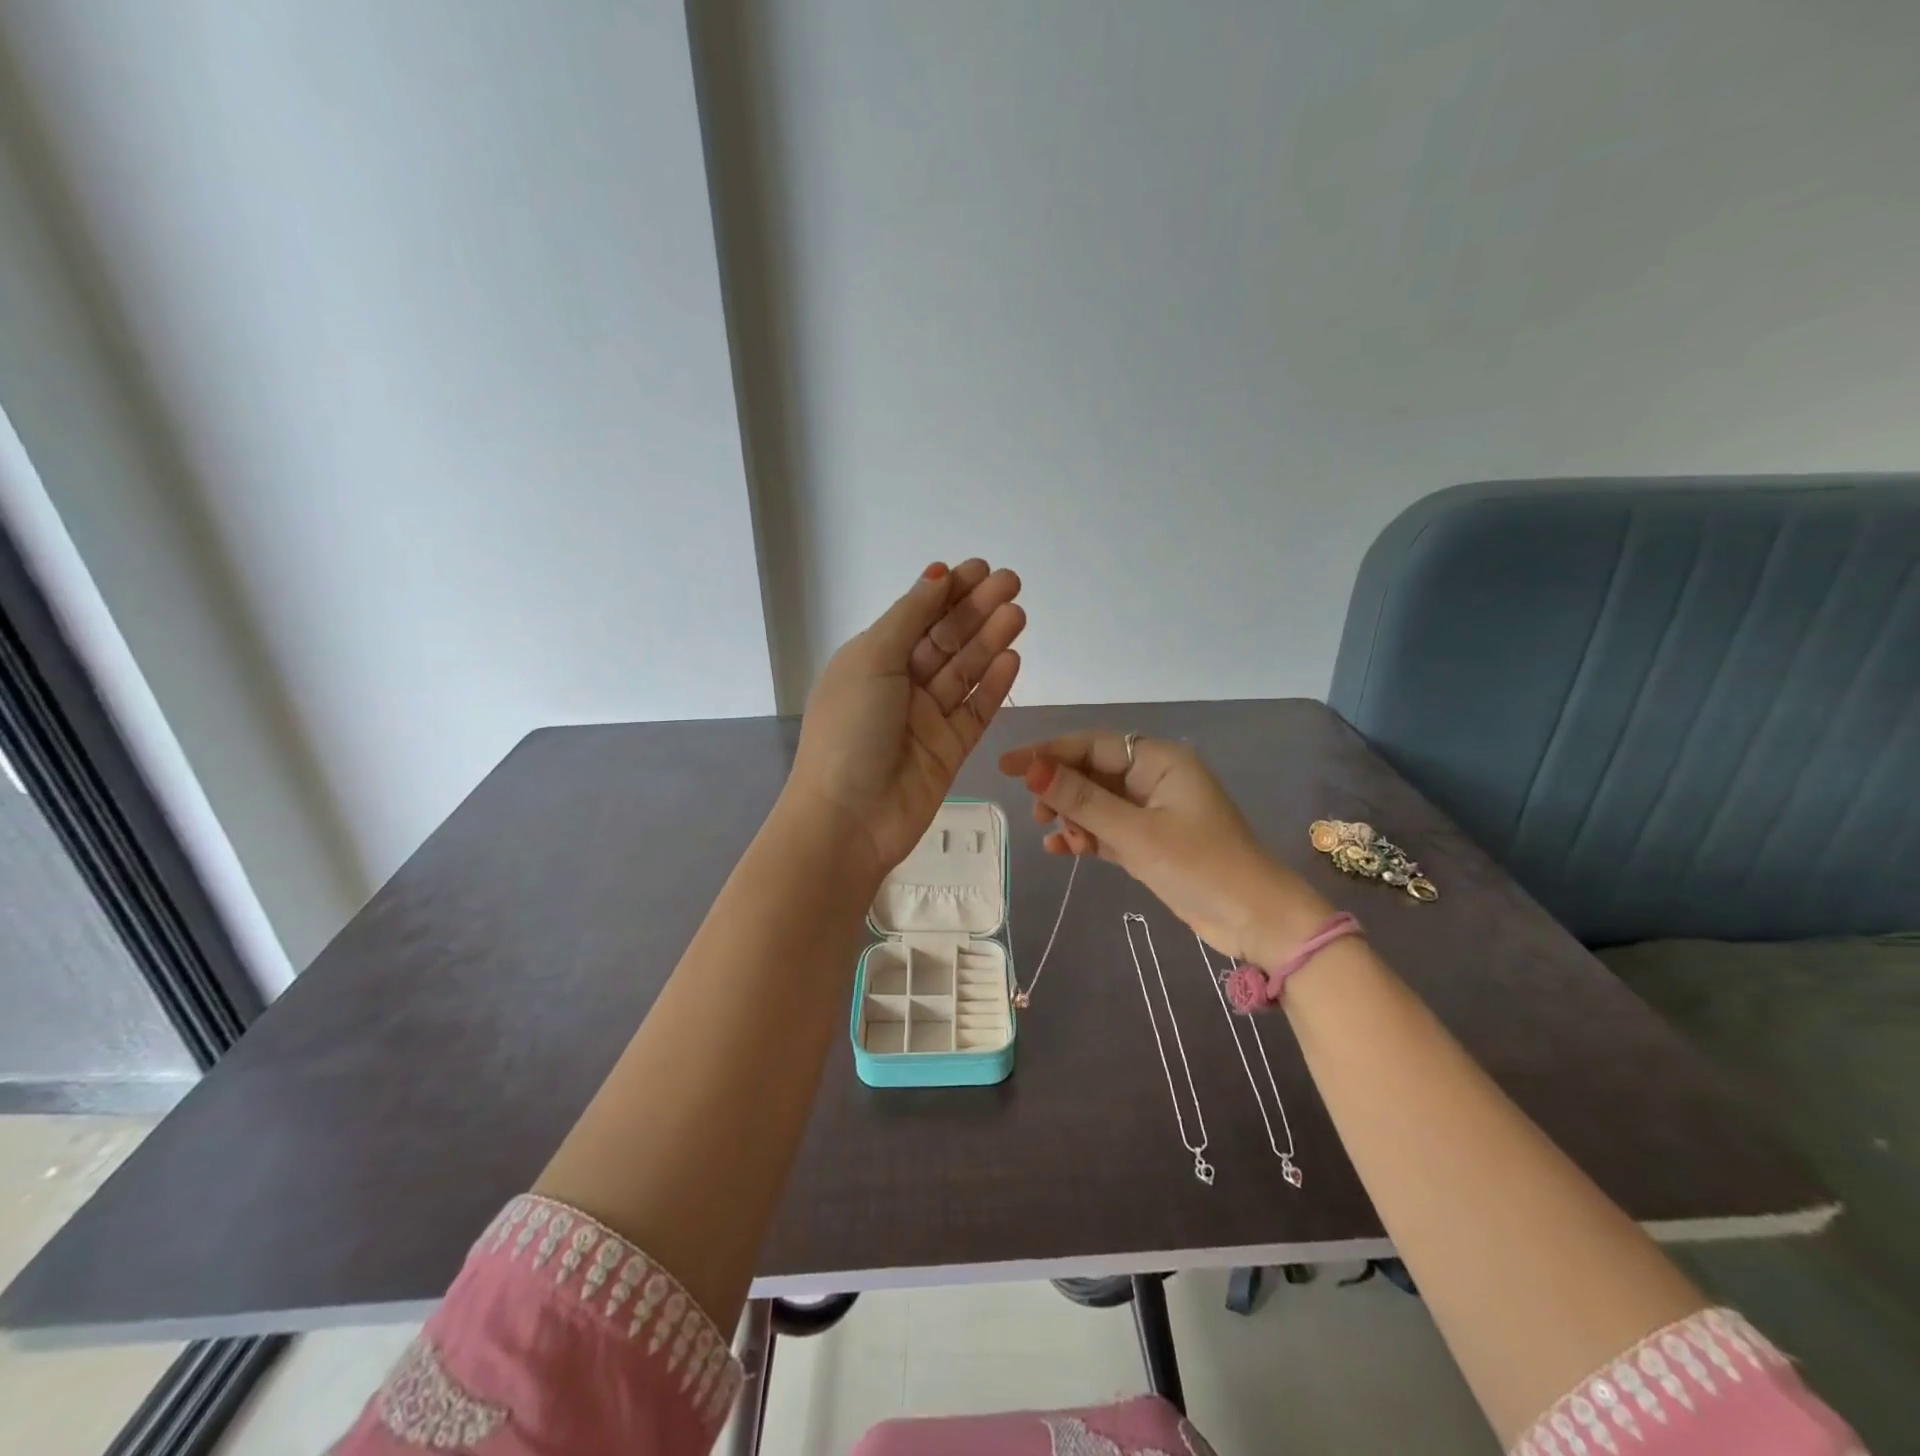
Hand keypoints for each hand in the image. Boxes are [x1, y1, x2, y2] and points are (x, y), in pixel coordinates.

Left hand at [789, 560, 1024, 884]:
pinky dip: (993, 686)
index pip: (917, 616)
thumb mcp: (871, 660)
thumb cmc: (849, 730)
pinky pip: (976, 711)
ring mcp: (927, 720)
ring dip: (990, 641)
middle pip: (946, 640)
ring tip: (1018, 614)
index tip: (980, 569)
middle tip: (1012, 584)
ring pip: (965, 672)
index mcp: (873, 660)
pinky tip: (1012, 658)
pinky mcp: (950, 750)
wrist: (847, 819)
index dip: (948, 591)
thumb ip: (909, 617)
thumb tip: (936, 575)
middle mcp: (900, 685)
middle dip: (977, 610)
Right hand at [998, 731, 1331, 968]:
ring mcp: (1152, 811)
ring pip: (1096, 802)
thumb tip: (1032, 769)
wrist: (1256, 920)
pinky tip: (1060, 848)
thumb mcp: (1134, 832)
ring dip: (1073, 817)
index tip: (1007, 766)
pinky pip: (1107, 828)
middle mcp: (1154, 778)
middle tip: (1037, 813)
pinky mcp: (1150, 841)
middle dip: (1061, 790)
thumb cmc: (1199, 866)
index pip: (1092, 744)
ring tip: (1058, 838)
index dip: (1047, 752)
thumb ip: (1081, 800)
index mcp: (1158, 760)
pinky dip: (1085, 836)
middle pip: (1092, 771)